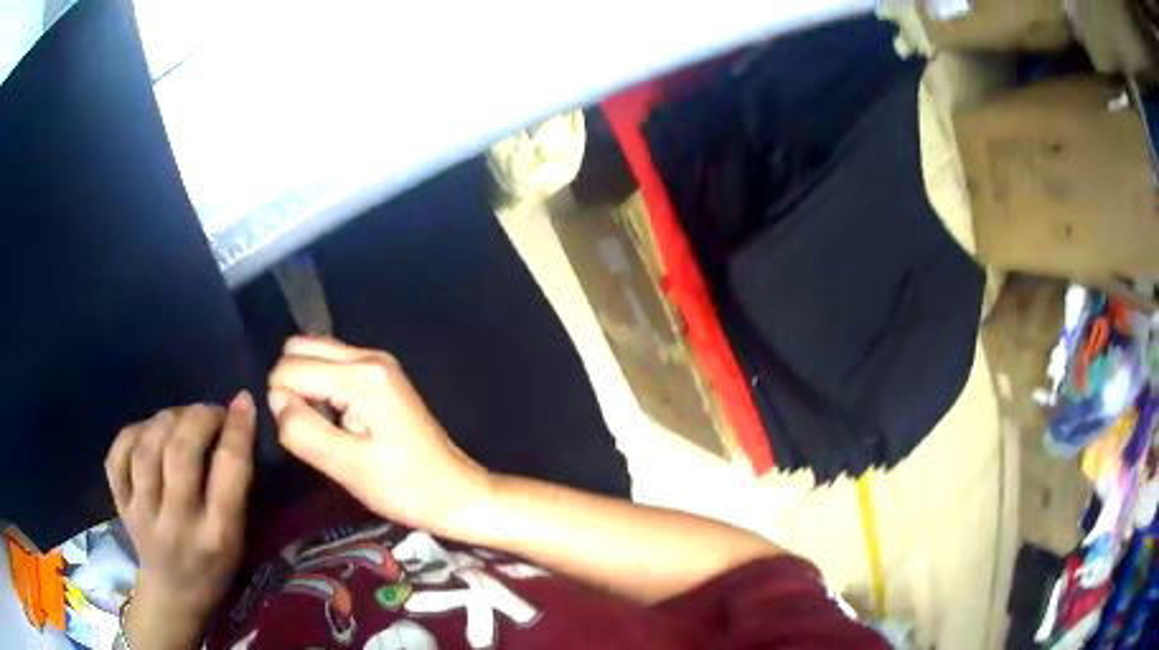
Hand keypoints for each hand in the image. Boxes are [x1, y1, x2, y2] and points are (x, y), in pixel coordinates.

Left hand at [104, 394, 255, 649]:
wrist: (172, 594)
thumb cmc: (214, 567)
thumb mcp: (236, 540)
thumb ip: (234, 490)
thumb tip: (236, 427)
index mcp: (217, 537)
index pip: (227, 473)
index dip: (237, 430)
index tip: (243, 403)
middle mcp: (177, 524)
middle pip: (180, 453)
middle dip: (198, 417)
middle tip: (210, 411)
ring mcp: (143, 514)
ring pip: (147, 448)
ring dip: (167, 418)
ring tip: (180, 417)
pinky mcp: (121, 504)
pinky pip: (118, 454)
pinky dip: (133, 431)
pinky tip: (148, 432)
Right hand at [268, 337, 490, 535]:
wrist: (455, 492)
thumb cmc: (404, 487)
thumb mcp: (347, 467)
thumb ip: (303, 430)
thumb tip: (275, 398)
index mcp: (360, 376)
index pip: (288, 368)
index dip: (284, 404)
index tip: (308, 438)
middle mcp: (368, 355)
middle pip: (299, 348)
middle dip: (292, 386)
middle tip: (315, 429)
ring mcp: (377, 361)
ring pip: (314, 353)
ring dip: (307, 386)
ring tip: (330, 427)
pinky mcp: (381, 373)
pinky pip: (332, 365)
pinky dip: (323, 387)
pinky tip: (342, 420)